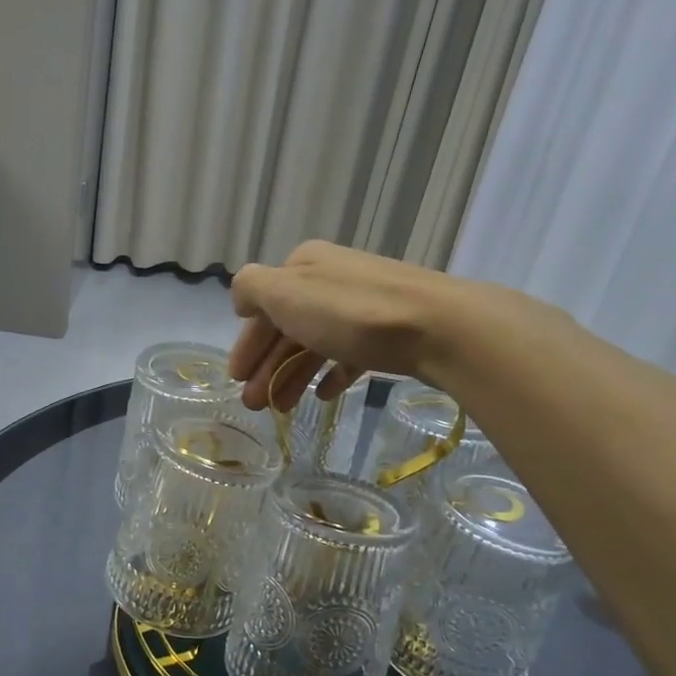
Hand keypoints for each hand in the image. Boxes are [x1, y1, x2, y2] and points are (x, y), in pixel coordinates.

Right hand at [229, 240, 463, 409]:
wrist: (440, 326)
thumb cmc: (351, 312)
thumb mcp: (286, 293)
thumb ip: (252, 289)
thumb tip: (241, 298)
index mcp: (304, 266)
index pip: (263, 306)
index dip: (247, 343)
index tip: (236, 378)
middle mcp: (331, 280)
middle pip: (288, 327)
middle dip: (267, 366)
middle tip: (254, 404)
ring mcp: (363, 305)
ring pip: (316, 342)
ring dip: (293, 375)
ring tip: (283, 409)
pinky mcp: (391, 330)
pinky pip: (351, 352)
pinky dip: (333, 372)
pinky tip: (326, 395)